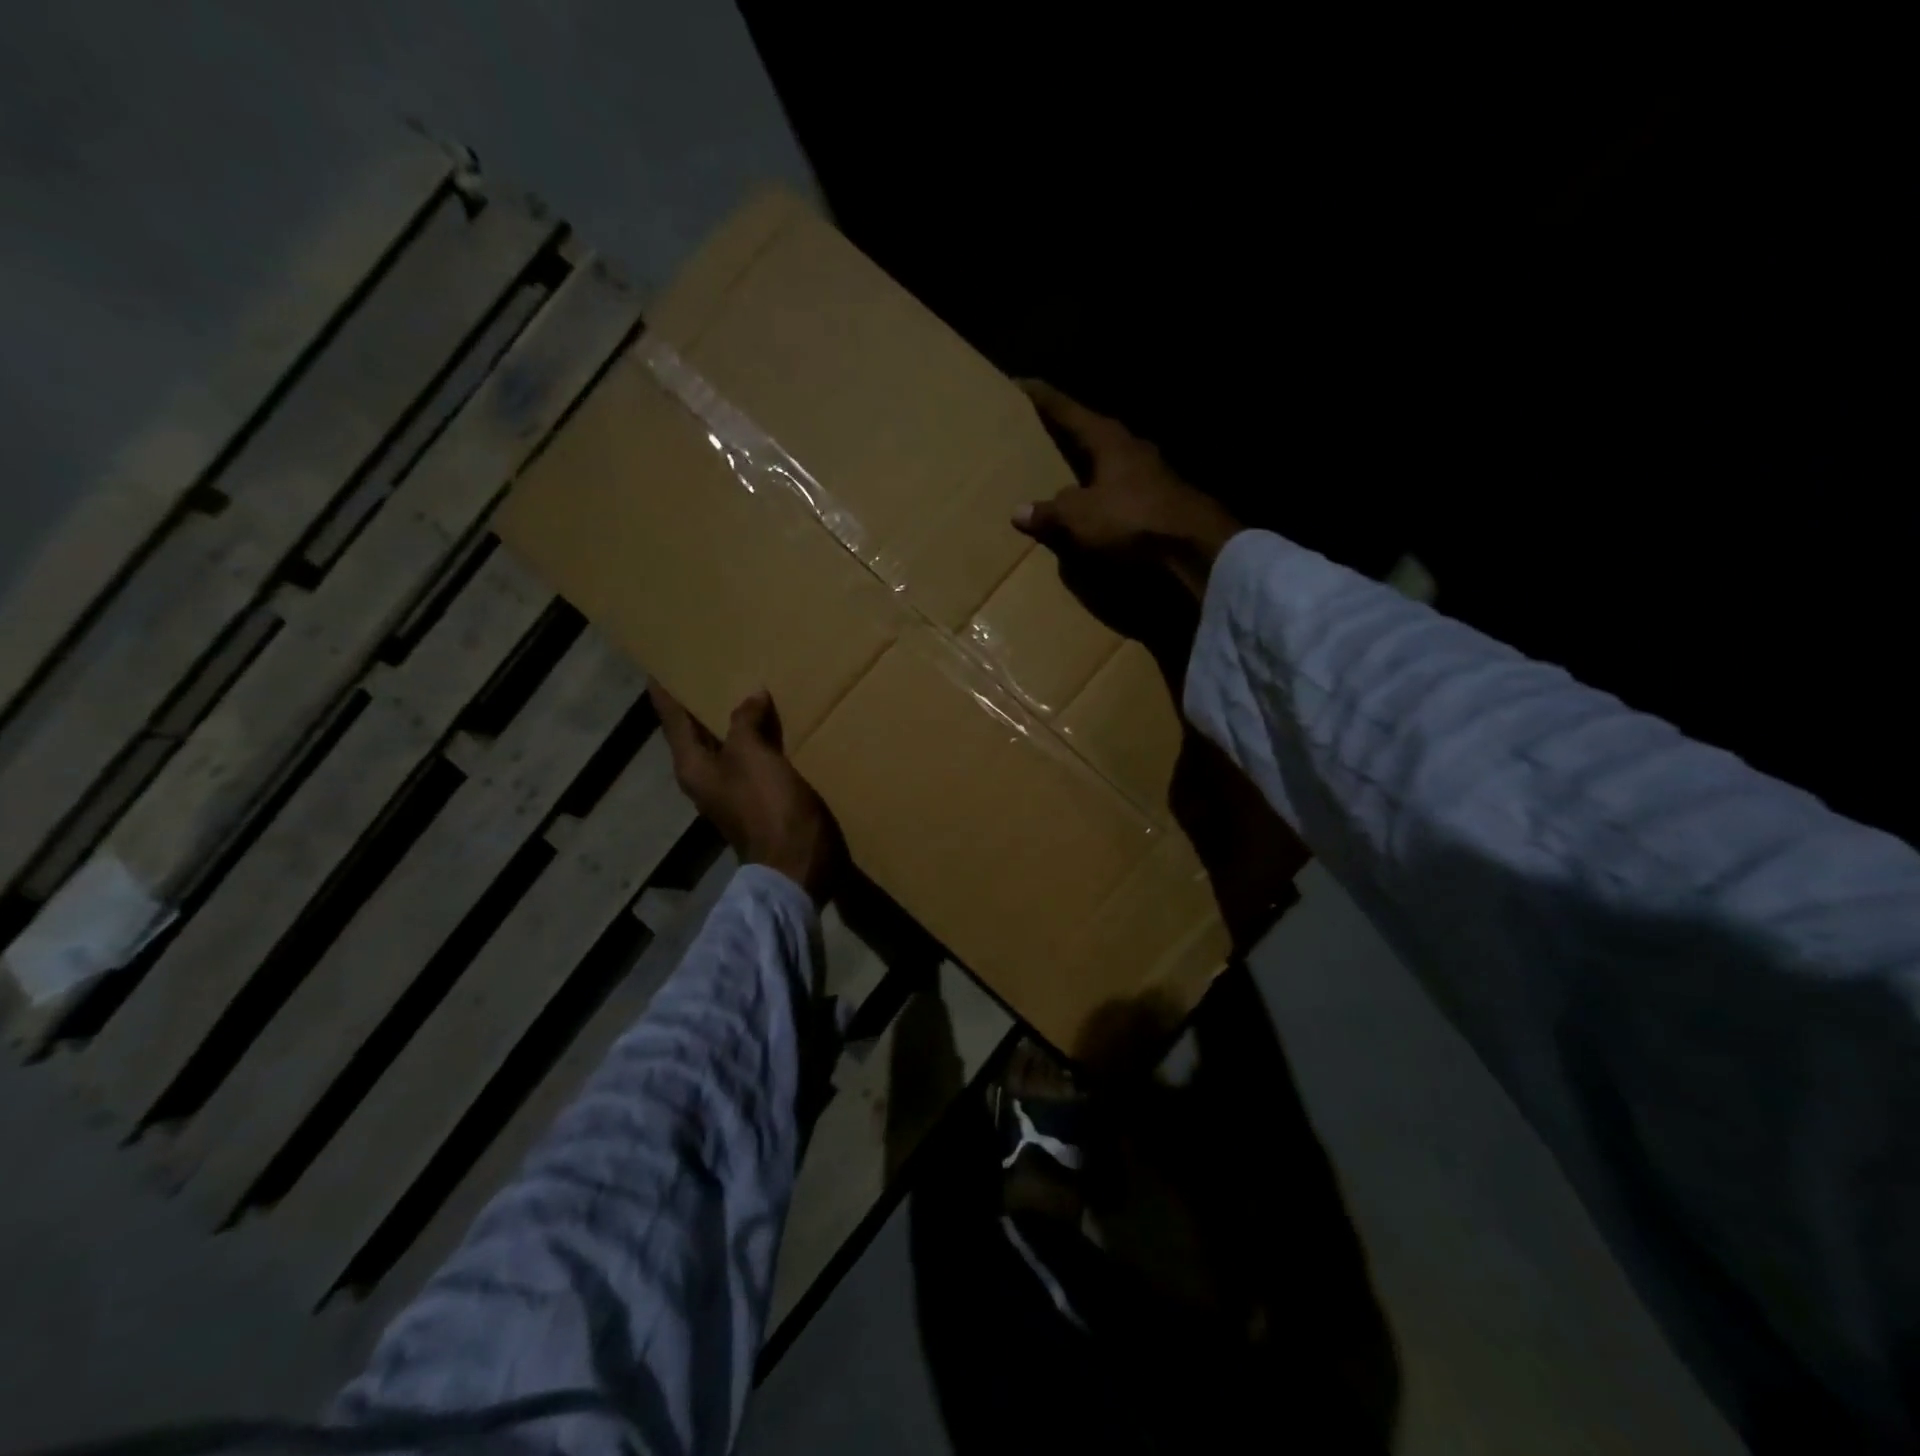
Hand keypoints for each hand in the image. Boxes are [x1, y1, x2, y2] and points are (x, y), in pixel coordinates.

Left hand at [651, 684, 844, 904]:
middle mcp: (706, 779)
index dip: (666, 693)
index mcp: (693, 767)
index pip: (673, 720)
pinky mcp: (760, 800)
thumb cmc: (767, 807)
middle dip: (701, 704)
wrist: (797, 864)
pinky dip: (760, 740)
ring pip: (728, 746)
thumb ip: (745, 722)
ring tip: (747, 690)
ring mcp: (733, 792)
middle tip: (708, 670)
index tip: (659, 668)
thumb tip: (751, 697)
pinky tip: (776, 726)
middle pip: (697, 734)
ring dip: (735, 721)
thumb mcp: (752, 757)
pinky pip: (754, 759)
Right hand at [1015, 380, 1240, 598]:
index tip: (1019, 384)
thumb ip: (1049, 512)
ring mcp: (1150, 474)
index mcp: (1108, 439)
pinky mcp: (1161, 501)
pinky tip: (1091, 508)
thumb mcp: (1080, 517)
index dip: (1042, 398)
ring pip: (1108, 463)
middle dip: (1065, 433)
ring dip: (1085, 468)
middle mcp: (1130, 448)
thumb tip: (1019, 512)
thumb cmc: (1131, 519)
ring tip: (1060, 474)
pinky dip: (1101, 496)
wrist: (1194, 547)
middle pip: (1090, 433)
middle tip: (1037, 431)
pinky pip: (1119, 492)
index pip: (1067, 410)